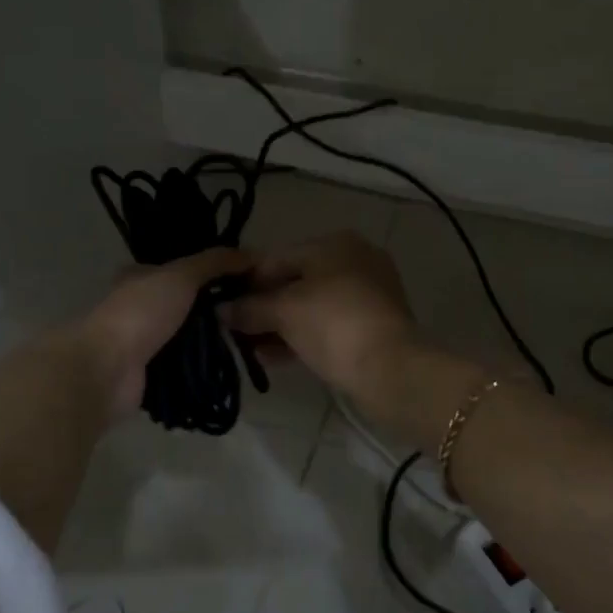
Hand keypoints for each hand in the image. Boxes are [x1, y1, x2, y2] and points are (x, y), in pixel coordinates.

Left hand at [74, 247, 252, 422]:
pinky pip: (185, 367)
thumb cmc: (140, 313)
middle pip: (188, 305)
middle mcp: (141, 307)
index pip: (182, 270)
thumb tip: (252, 253)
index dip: (213, 272)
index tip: (247, 280)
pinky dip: (203, 367)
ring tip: (250, 340)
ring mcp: (144, 343)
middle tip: (253, 312)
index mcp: (140, 277)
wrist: (106, 370)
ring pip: (188, 337)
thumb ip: (214, 263)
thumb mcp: (180, 276)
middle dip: (217, 309)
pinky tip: (228, 366)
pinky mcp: (150, 374)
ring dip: (212, 341)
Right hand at [224, 232, 418, 399]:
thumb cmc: (333, 324)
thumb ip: (249, 308)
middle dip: (262, 307)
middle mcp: (354, 260)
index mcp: (334, 244)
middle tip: (233, 330)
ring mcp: (367, 293)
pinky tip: (273, 357)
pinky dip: (301, 337)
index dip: (245, 282)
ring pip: (310, 306)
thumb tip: (221, 310)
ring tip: (248, 348)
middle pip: (294, 281)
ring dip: (278, 326)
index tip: (222, 306)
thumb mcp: (284, 312)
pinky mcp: (373, 324)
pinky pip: (327, 325)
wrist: (391, 368)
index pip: (276, 258)